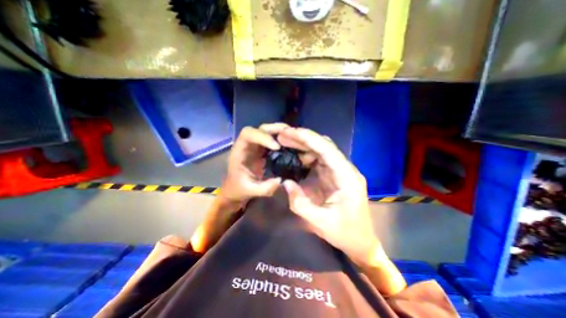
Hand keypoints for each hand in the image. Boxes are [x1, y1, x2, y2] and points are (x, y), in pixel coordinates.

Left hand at [217, 123, 287, 206]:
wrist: (236, 190)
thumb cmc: (239, 189)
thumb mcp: (251, 191)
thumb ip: (265, 188)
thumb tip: (282, 180)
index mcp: (239, 151)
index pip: (248, 134)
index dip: (262, 137)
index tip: (277, 147)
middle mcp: (247, 145)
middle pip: (259, 129)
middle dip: (274, 129)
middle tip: (290, 133)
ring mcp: (255, 146)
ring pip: (267, 132)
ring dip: (279, 132)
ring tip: (293, 136)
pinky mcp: (262, 150)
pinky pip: (272, 140)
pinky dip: (282, 139)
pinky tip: (291, 143)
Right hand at [278, 126, 384, 267]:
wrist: (361, 242)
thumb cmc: (346, 234)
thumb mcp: (320, 222)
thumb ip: (300, 203)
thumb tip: (285, 182)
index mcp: (347, 178)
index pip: (327, 150)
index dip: (308, 138)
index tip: (289, 132)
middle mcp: (346, 169)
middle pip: (324, 146)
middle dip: (303, 138)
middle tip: (283, 136)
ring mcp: (340, 172)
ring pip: (321, 151)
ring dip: (304, 145)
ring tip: (285, 144)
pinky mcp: (335, 176)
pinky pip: (320, 160)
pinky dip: (306, 155)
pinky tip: (295, 156)